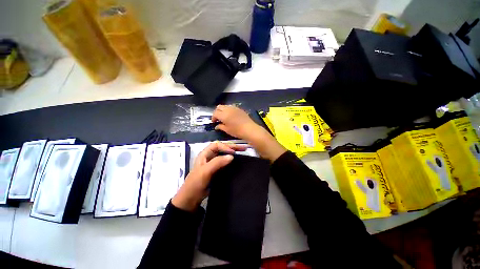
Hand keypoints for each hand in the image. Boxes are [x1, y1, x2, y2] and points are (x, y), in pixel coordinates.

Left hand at [171, 141, 246, 211]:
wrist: (191, 198)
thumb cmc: (196, 183)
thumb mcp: (205, 171)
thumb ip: (217, 162)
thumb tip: (232, 156)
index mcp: (204, 154)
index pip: (216, 145)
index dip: (225, 147)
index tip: (234, 152)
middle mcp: (209, 157)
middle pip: (222, 148)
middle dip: (232, 147)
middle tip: (243, 148)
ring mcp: (213, 164)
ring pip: (224, 155)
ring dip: (233, 153)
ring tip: (243, 152)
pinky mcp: (217, 170)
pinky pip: (225, 163)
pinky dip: (232, 161)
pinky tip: (238, 162)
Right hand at [212, 105, 286, 161]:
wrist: (250, 129)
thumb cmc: (237, 131)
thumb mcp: (227, 130)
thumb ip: (220, 127)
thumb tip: (217, 126)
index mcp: (224, 114)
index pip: (215, 113)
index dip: (213, 117)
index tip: (214, 122)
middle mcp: (228, 109)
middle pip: (219, 107)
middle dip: (217, 112)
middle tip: (218, 119)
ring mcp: (234, 108)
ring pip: (225, 106)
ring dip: (223, 110)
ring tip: (224, 117)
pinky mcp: (240, 109)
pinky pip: (231, 107)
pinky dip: (228, 110)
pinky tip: (231, 116)